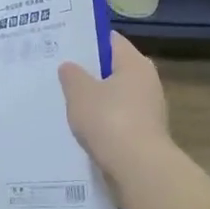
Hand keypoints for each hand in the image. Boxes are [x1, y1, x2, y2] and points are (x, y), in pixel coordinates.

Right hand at [58, 32, 168, 173]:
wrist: (138, 168)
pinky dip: (103, 122)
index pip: (110, 40)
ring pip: (116, 96)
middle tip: (60, 74)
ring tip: (66, 103)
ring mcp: (149, 110)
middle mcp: (147, 82)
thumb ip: (72, 75)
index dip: (87, 40)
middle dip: (89, 72)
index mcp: (135, 63)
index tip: (64, 46)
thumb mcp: (80, 93)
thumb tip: (70, 66)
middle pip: (114, 69)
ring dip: (95, 100)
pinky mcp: (145, 134)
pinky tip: (83, 129)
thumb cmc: (109, 120)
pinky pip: (119, 120)